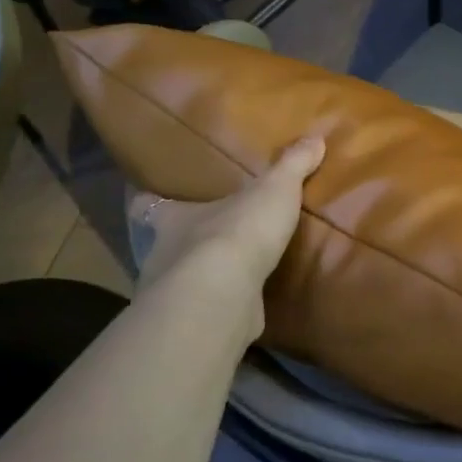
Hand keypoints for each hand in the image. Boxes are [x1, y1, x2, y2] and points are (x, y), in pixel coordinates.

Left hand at [128, 135, 324, 295]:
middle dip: (182, 246)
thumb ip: (292, 165)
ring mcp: (176, 294)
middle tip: (206, 243)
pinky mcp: (195, 325)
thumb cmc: (239, 231)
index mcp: (176, 217)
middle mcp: (165, 254)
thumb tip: (315, 137)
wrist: (224, 295)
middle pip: (165, 246)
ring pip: (181, 283)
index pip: (149, 205)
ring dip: (201, 281)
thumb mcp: (274, 189)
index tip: (146, 199)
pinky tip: (240, 308)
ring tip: (227, 278)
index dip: (148, 201)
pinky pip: (206, 313)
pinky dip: (219, 310)